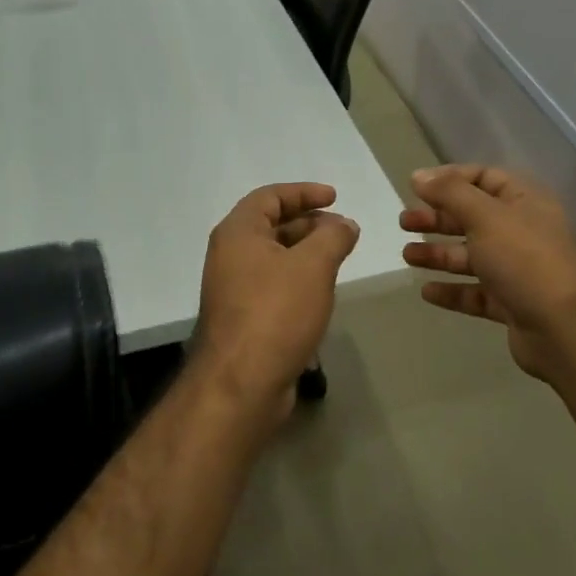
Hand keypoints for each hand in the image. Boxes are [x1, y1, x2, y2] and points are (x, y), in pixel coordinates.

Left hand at [191, 183, 360, 435]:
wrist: (242, 383)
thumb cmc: (276, 312)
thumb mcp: (313, 266)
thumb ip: (333, 237)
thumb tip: (345, 224)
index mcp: (238, 233)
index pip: (270, 197)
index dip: (304, 192)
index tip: (335, 198)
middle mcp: (230, 255)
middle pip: (271, 225)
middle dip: (309, 223)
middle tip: (343, 230)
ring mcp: (234, 288)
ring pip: (274, 257)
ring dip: (306, 252)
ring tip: (339, 259)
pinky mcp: (244, 317)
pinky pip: (273, 285)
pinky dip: (298, 279)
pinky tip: (322, 292)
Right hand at [400, 165, 575, 381]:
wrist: (566, 326)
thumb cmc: (524, 259)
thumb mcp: (485, 215)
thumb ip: (450, 193)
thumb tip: (418, 176)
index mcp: (523, 202)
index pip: (484, 178)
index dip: (450, 179)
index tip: (416, 187)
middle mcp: (521, 232)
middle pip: (473, 218)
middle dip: (438, 219)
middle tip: (404, 222)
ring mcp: (518, 270)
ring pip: (471, 257)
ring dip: (439, 254)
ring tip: (407, 257)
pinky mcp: (512, 304)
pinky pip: (476, 293)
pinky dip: (452, 291)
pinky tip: (427, 292)